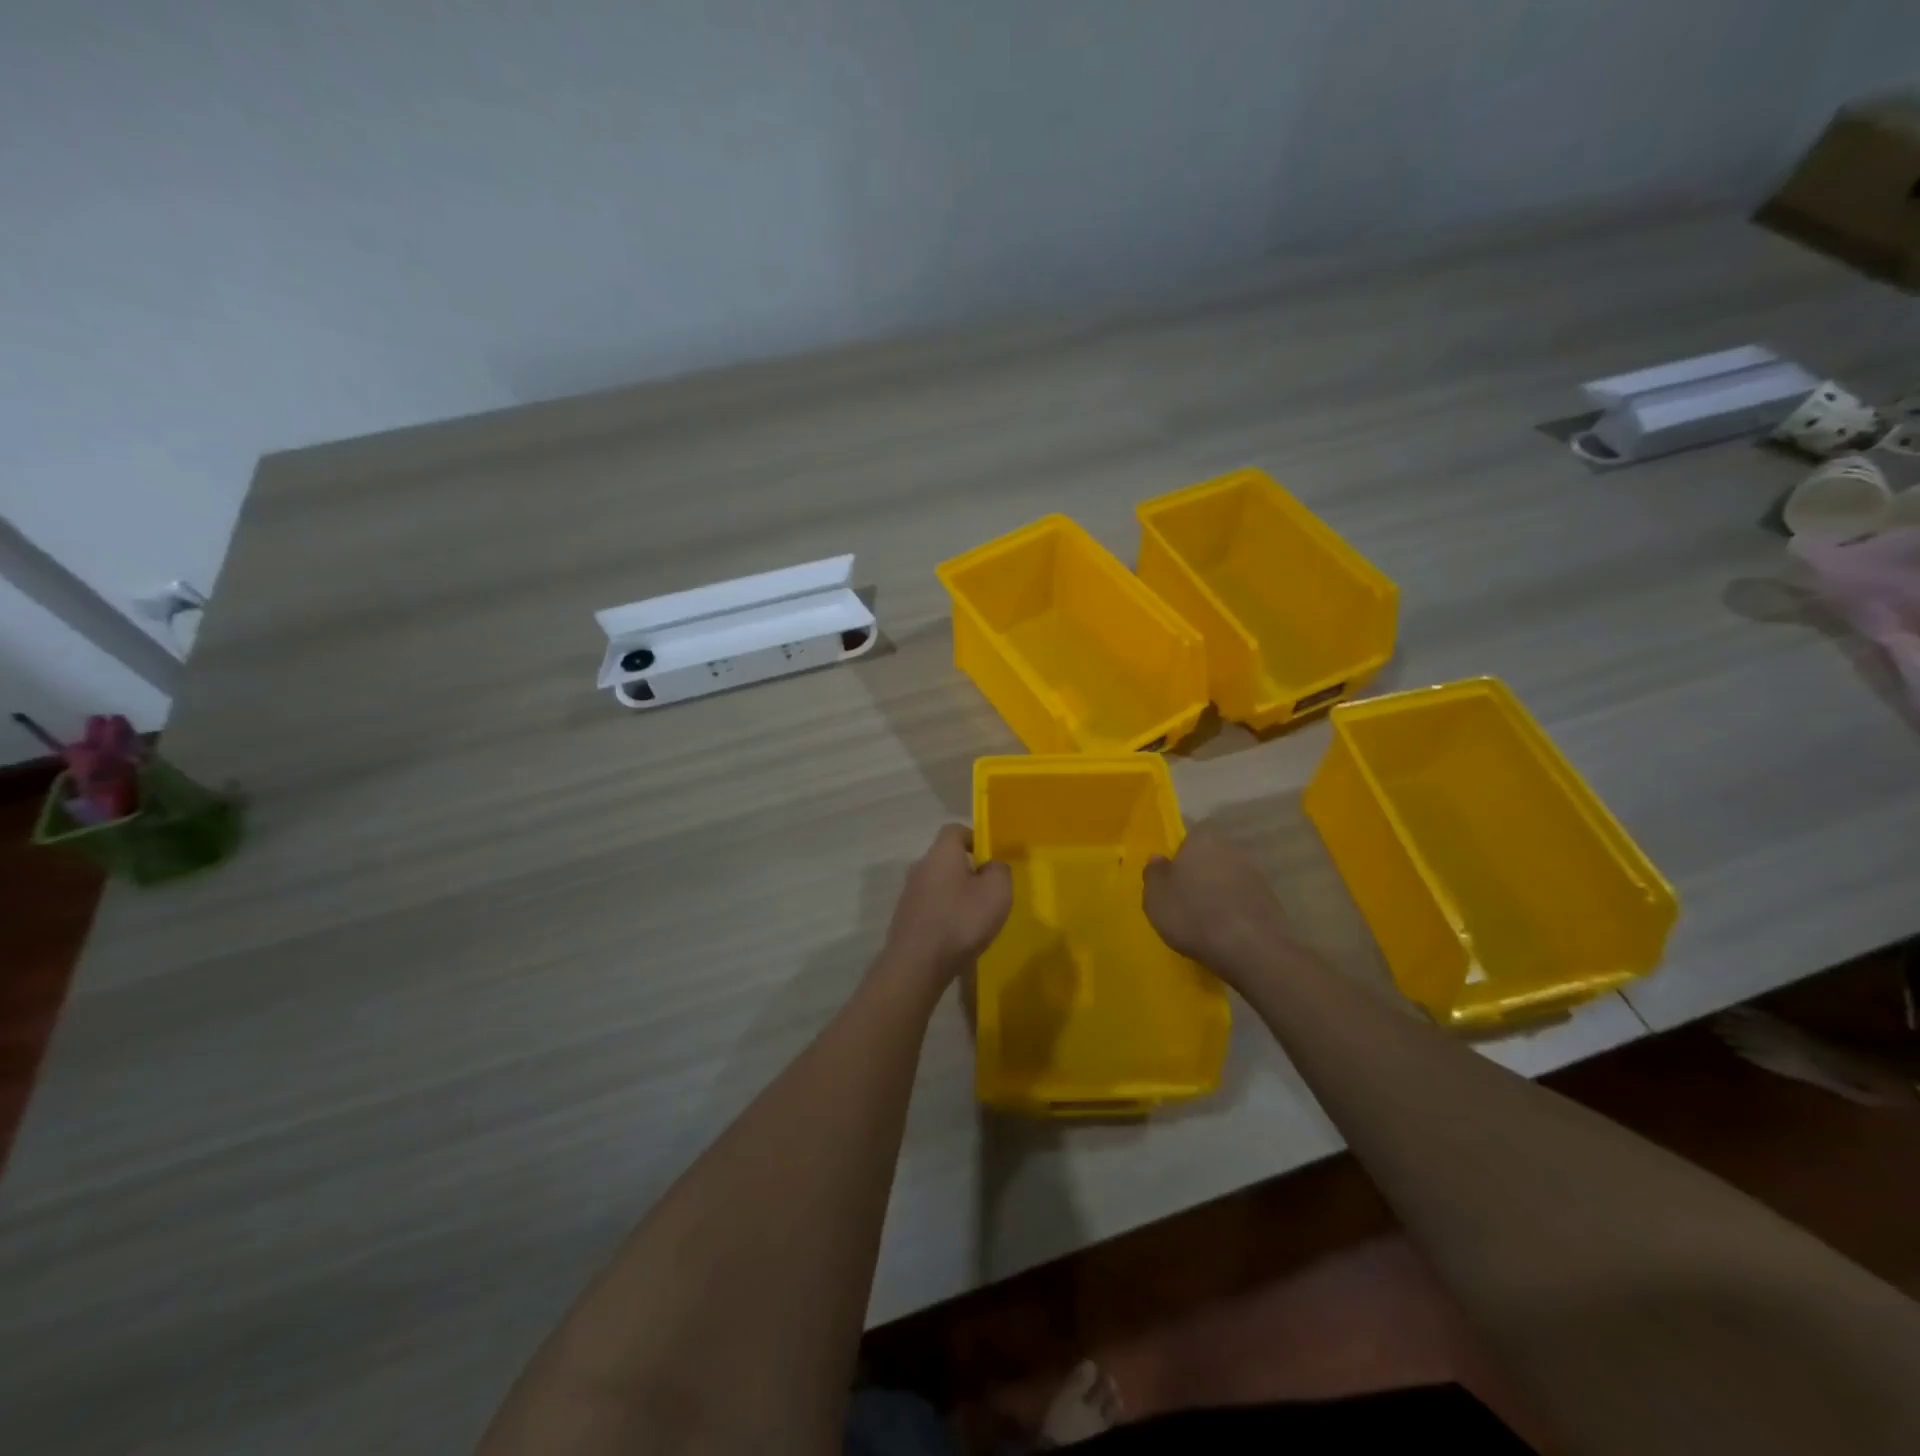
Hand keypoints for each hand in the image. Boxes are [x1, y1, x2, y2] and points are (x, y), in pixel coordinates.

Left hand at [880, 825, 1012, 989]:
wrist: (917, 964)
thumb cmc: (961, 921)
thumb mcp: (997, 892)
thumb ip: (1000, 871)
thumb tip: (992, 866)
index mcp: (941, 853)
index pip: (955, 830)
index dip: (975, 838)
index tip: (991, 857)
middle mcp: (920, 867)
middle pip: (945, 858)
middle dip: (967, 869)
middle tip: (988, 890)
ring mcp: (909, 893)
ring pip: (938, 883)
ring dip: (955, 894)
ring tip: (974, 916)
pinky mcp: (904, 918)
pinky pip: (930, 906)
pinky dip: (944, 913)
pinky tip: (956, 934)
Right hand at [1143, 827, 1292, 986]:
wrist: (1250, 948)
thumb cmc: (1192, 914)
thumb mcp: (1156, 896)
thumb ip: (1154, 873)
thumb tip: (1158, 859)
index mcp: (1203, 839)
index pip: (1190, 836)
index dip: (1180, 855)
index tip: (1172, 877)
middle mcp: (1232, 849)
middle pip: (1211, 857)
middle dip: (1199, 874)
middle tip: (1185, 898)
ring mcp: (1255, 875)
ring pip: (1228, 879)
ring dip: (1218, 893)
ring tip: (1203, 920)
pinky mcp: (1271, 901)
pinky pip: (1242, 901)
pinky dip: (1233, 911)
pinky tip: (1224, 932)